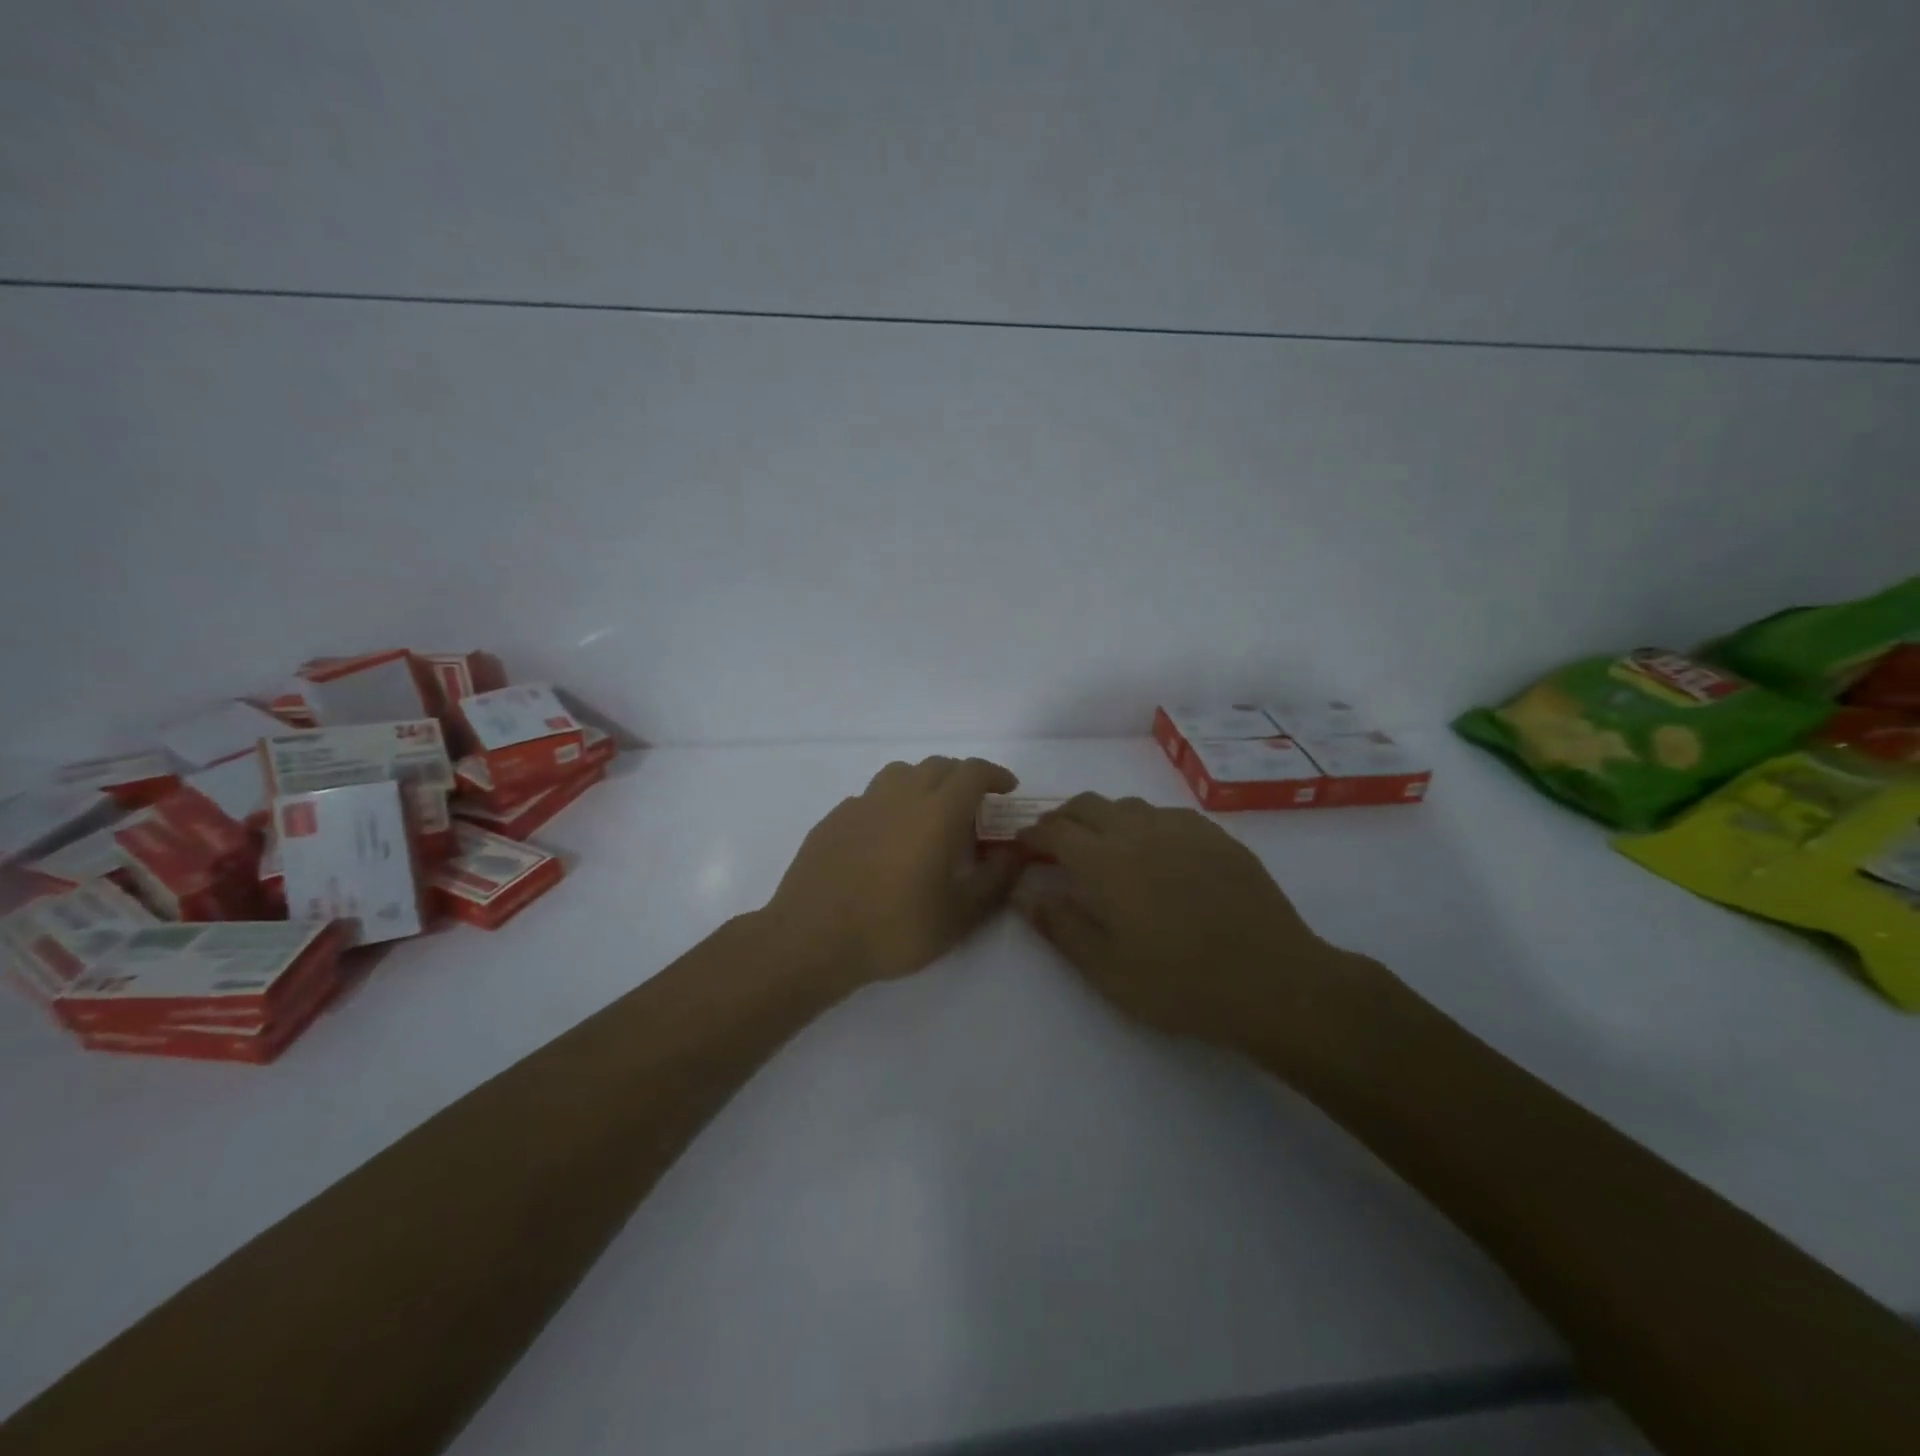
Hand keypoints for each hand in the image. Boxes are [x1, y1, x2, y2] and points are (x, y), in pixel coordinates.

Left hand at [762, 756, 1023, 988]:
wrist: (812, 938)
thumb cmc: (893, 929)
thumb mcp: (958, 916)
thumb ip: (995, 880)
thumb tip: (1014, 852)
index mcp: (936, 812)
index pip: (973, 772)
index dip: (995, 775)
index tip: (1007, 790)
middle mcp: (900, 795)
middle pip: (938, 766)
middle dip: (962, 778)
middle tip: (974, 808)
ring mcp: (862, 803)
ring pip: (901, 773)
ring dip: (924, 782)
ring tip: (930, 814)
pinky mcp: (834, 818)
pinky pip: (872, 796)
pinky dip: (891, 803)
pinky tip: (887, 837)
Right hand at [1019, 794, 1355, 1052]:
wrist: (1272, 981)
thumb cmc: (1180, 984)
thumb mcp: (1107, 970)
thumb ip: (1061, 927)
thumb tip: (1025, 895)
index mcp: (1106, 863)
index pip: (1055, 830)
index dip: (1033, 834)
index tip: (1023, 846)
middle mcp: (1139, 832)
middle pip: (1088, 805)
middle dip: (1063, 818)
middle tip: (1056, 844)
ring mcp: (1182, 829)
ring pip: (1128, 805)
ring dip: (1104, 818)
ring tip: (1103, 847)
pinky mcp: (1216, 836)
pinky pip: (1167, 814)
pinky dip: (1144, 824)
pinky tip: (1155, 851)